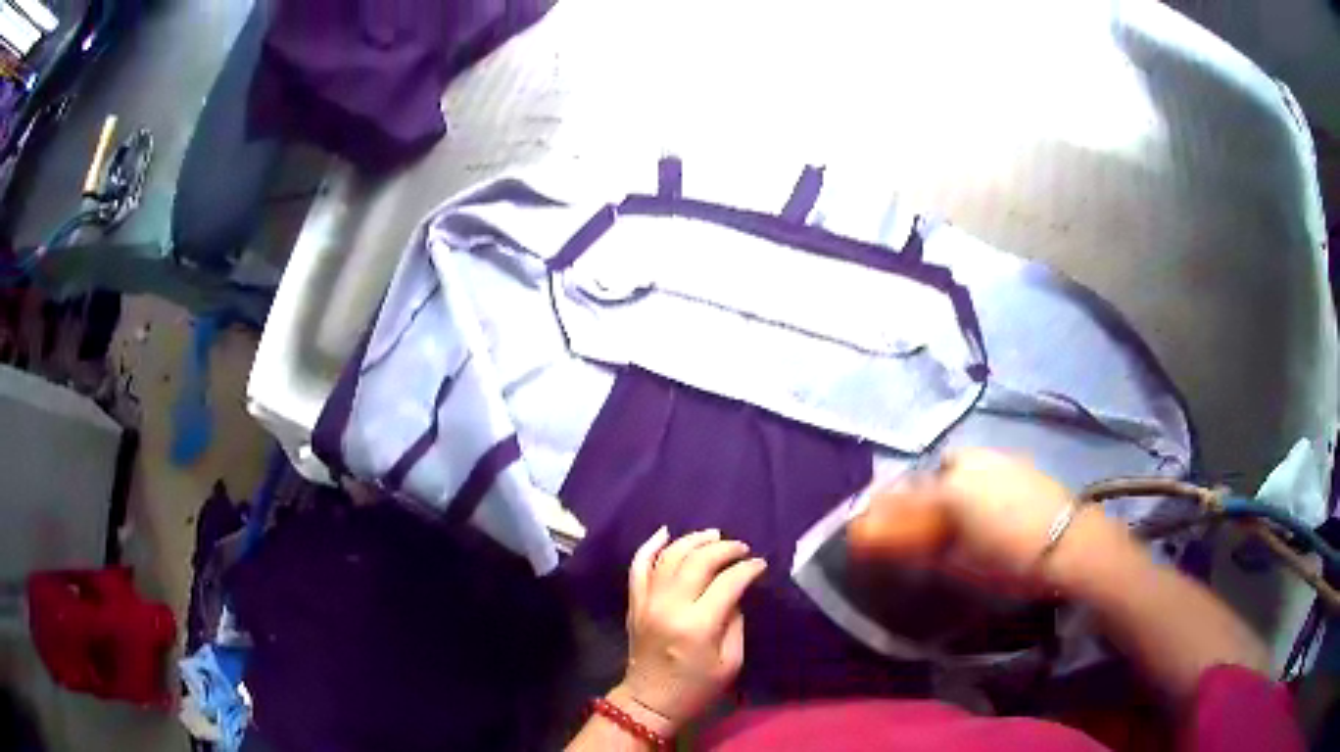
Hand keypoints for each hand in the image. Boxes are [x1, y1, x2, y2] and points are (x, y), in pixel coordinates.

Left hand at [614, 527, 767, 735]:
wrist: (649, 701)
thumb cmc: (696, 688)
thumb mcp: (731, 662)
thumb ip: (735, 622)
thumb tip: (735, 593)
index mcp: (698, 626)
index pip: (728, 582)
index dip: (748, 569)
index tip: (760, 565)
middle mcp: (670, 607)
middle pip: (698, 561)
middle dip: (724, 548)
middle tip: (741, 548)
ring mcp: (647, 602)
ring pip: (669, 556)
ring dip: (692, 540)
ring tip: (713, 536)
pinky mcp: (634, 603)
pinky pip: (638, 566)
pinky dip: (650, 546)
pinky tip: (665, 532)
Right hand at [850, 449, 1129, 589]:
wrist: (1068, 542)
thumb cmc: (1010, 560)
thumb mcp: (961, 565)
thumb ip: (923, 552)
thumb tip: (895, 549)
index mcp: (948, 488)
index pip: (903, 498)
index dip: (882, 512)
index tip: (867, 525)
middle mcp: (968, 463)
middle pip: (930, 475)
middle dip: (918, 494)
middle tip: (920, 522)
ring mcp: (996, 457)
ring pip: (957, 466)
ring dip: (947, 483)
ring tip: (955, 513)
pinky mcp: (1018, 460)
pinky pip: (983, 467)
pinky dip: (974, 480)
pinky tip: (987, 503)